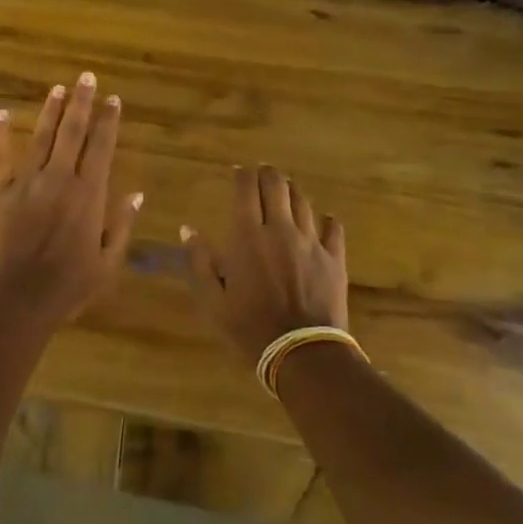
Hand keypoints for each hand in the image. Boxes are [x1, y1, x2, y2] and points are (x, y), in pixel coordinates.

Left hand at [0, 72, 142, 327]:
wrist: (15, 300)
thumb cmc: (67, 287)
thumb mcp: (108, 264)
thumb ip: (122, 226)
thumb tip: (136, 194)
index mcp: (89, 195)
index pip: (102, 147)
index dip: (108, 121)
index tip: (113, 100)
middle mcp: (59, 179)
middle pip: (72, 132)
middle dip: (82, 102)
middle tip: (86, 77)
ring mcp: (25, 182)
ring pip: (41, 137)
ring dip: (50, 111)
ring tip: (58, 89)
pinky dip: (1, 133)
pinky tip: (2, 113)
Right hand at [181, 166, 348, 358]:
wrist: (301, 351)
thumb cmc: (249, 326)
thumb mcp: (211, 300)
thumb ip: (198, 261)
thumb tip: (188, 230)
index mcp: (248, 236)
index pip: (246, 190)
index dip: (242, 175)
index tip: (238, 171)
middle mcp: (281, 230)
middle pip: (278, 187)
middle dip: (268, 174)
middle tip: (263, 172)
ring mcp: (311, 243)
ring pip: (304, 203)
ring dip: (293, 192)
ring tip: (287, 189)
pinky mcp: (334, 259)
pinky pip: (333, 229)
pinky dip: (327, 220)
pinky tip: (325, 219)